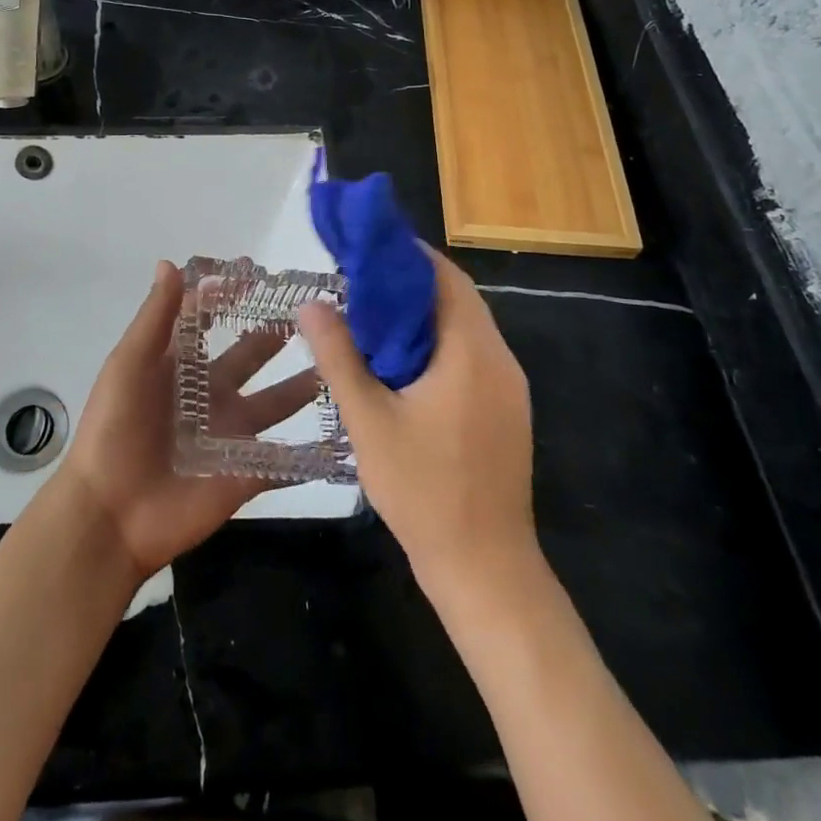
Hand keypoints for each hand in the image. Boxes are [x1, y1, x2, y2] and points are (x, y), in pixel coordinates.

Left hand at [58, 261, 322, 581]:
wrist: (110, 515)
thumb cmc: (115, 430)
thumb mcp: (129, 365)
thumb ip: (156, 317)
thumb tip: (171, 263)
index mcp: (181, 366)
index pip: (209, 321)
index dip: (229, 297)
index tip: (260, 273)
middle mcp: (210, 394)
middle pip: (250, 356)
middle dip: (276, 334)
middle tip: (317, 312)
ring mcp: (231, 434)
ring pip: (276, 403)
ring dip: (304, 385)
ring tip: (341, 361)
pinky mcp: (247, 473)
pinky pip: (285, 460)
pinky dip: (312, 452)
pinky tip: (348, 433)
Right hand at [299, 246, 537, 608]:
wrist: (486, 569)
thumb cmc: (424, 491)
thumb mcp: (369, 421)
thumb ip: (339, 357)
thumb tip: (311, 303)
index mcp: (471, 351)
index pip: (444, 276)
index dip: (406, 255)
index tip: (364, 251)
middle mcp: (499, 359)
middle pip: (456, 298)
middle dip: (409, 284)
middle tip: (358, 284)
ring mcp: (509, 387)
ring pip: (465, 328)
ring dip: (423, 315)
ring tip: (371, 318)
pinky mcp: (507, 411)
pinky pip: (472, 356)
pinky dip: (438, 344)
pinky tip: (401, 364)